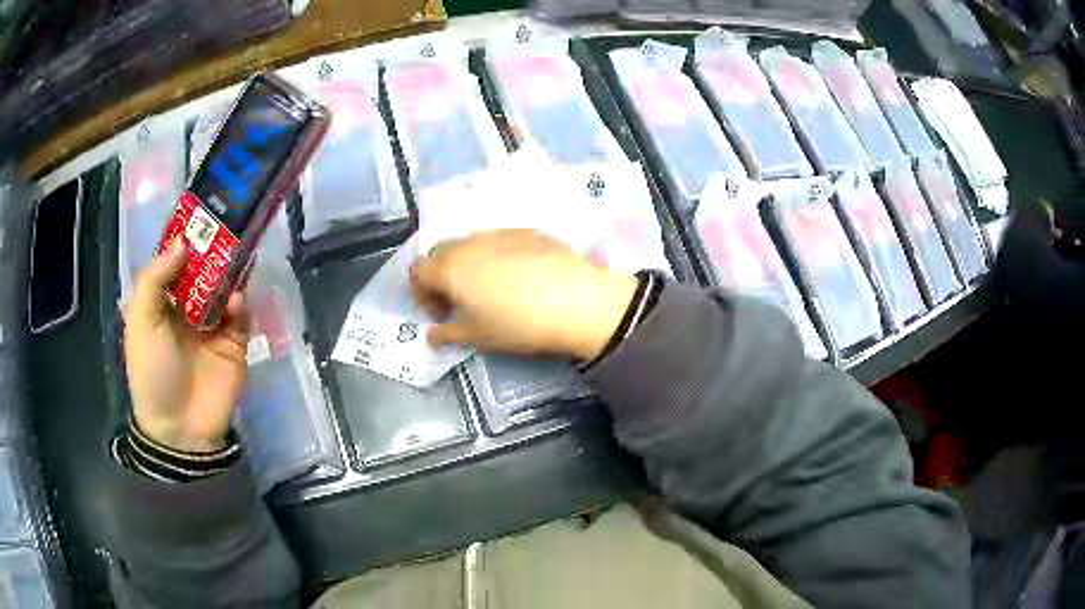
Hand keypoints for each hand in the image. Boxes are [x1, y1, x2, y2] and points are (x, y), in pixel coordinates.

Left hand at [124, 240, 248, 451]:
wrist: (180, 428)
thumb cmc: (152, 372)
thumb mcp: (140, 323)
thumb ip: (154, 279)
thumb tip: (181, 241)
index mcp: (163, 301)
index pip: (176, 261)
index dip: (186, 238)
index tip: (200, 213)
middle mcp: (188, 307)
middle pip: (203, 270)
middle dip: (213, 250)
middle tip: (226, 225)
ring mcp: (214, 325)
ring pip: (225, 287)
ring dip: (230, 271)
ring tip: (237, 251)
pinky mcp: (235, 344)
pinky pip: (241, 316)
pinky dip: (240, 304)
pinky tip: (236, 302)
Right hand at [411, 230, 636, 360]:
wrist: (577, 300)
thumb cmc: (518, 323)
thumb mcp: (477, 336)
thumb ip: (447, 334)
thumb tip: (431, 336)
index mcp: (449, 266)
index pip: (417, 270)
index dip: (421, 294)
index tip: (441, 315)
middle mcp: (469, 242)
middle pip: (440, 252)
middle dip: (440, 276)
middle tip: (458, 303)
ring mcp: (499, 232)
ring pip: (469, 244)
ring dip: (467, 265)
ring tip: (488, 291)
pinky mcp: (527, 231)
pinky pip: (497, 241)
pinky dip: (494, 257)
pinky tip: (518, 279)